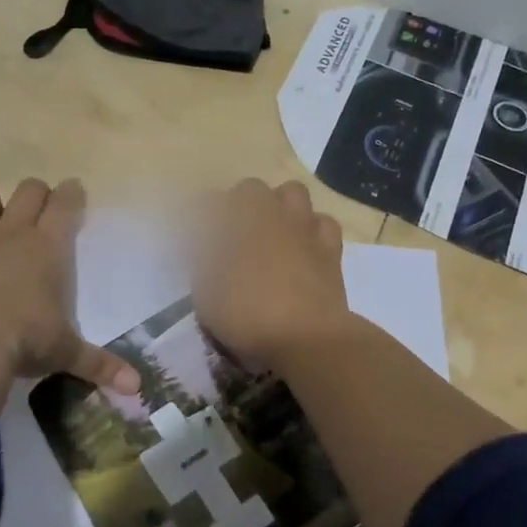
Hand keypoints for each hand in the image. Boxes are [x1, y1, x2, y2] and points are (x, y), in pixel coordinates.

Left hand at [0, 177, 140, 411]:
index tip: (74, 190)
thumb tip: (137, 387)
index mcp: (48, 249)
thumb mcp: (65, 353)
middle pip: (28, 190)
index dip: (72, 194)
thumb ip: (99, 365)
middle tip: (37, 207)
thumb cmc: (24, 341)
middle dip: (36, 192)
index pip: (66, 205)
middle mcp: (11, 233)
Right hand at [193, 180, 352, 371]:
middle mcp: (271, 213)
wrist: (306, 337)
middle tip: (232, 231)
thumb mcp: (206, 292)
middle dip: (239, 202)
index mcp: (237, 219)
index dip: (201, 213)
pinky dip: (312, 228)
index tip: (195, 231)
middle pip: (252, 189)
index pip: (211, 201)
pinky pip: (323, 223)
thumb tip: (203, 247)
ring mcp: (305, 227)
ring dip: (279, 204)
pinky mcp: (331, 248)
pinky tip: (304, 245)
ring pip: (293, 193)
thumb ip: (202, 263)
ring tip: (271, 230)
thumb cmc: (247, 312)